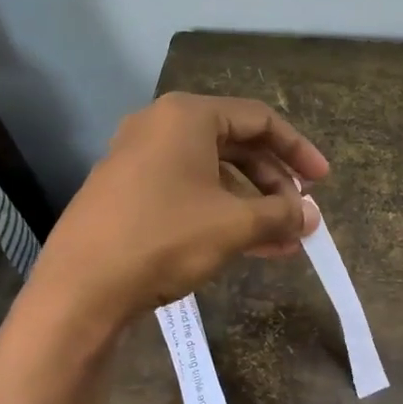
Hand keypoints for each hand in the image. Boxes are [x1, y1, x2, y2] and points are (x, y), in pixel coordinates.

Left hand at [28, 92, 328, 326]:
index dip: (298, 150)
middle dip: (274, 183)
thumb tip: (310, 217)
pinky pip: (189, 192)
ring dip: (252, 205)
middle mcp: (161, 127)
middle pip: (236, 145)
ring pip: (213, 174)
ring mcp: (140, 160)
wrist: (80, 287)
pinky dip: (222, 213)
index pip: (259, 120)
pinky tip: (250, 247)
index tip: (322, 182)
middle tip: (300, 215)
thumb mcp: (233, 225)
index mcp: (187, 116)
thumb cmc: (164, 238)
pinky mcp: (128, 192)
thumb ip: (280, 214)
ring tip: (283, 241)